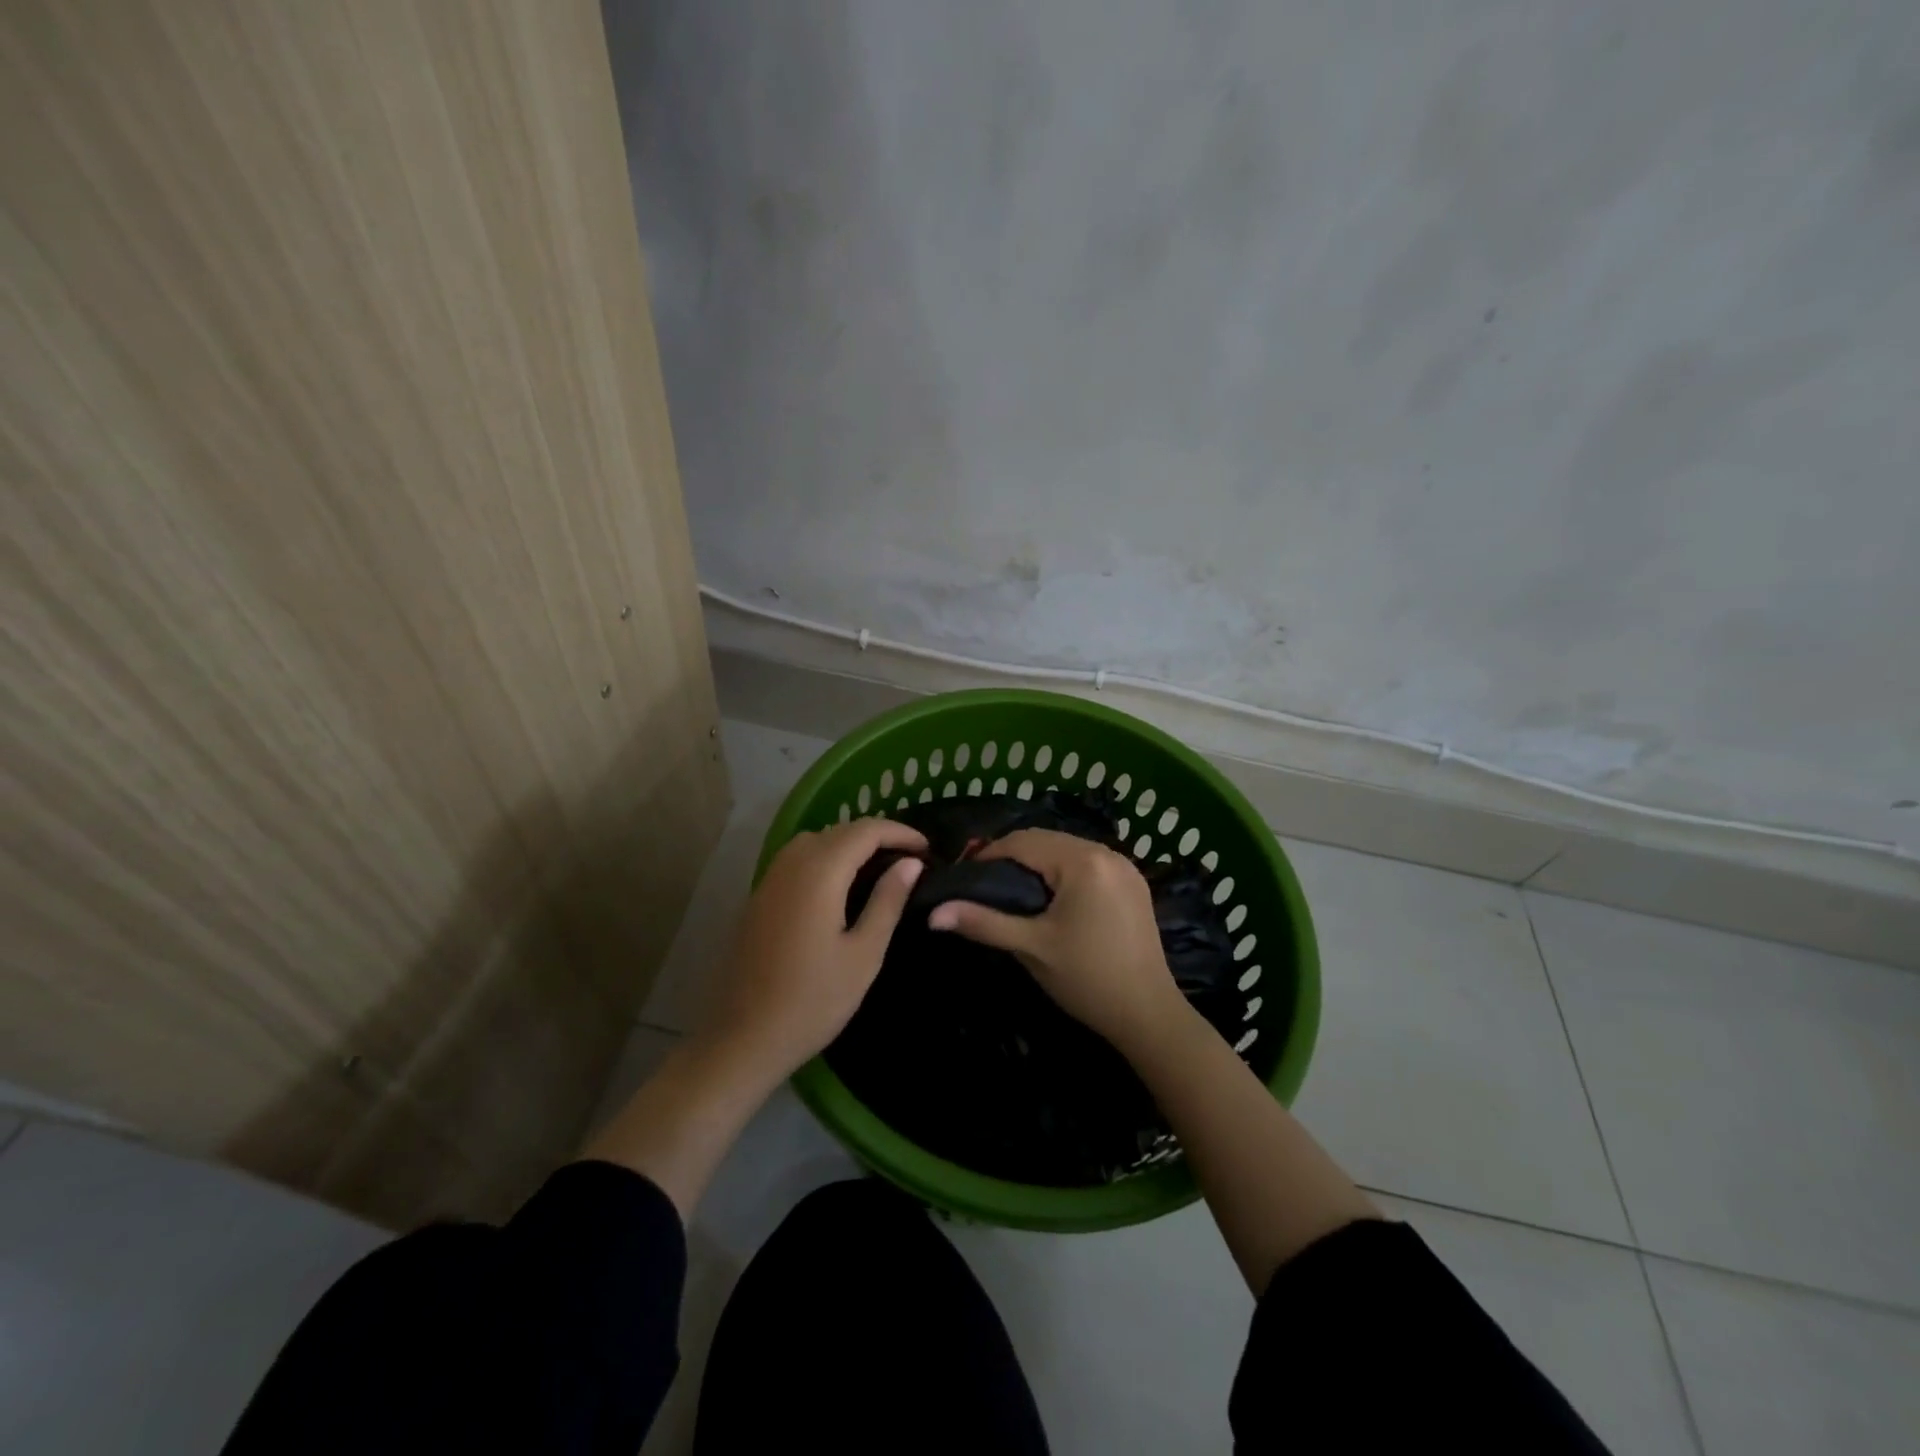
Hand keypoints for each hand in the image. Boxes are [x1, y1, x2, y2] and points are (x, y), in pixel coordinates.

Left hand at [702, 818, 926, 1080]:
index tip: (927, 848)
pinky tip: (839, 886)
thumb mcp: (864, 953)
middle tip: (909, 859)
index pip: (865, 831)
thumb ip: (888, 901)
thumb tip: (910, 863)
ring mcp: (770, 880)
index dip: (899, 832)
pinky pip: (796, 860)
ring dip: (848, 844)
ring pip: (814, 841)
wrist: (744, 1038)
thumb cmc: (813, 1000)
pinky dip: (825, 858)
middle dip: (876, 835)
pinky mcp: (758, 898)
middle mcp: (791, 864)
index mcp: (820, 873)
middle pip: (838, 830)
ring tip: (878, 868)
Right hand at [927, 829, 1184, 1057]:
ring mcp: (1124, 866)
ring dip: (1038, 861)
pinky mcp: (1133, 883)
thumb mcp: (1030, 947)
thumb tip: (933, 914)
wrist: (1148, 1014)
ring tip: (1011, 889)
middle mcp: (1106, 852)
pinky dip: (1062, 870)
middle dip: (1012, 855)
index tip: (963, 875)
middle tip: (983, 882)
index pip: (1022, 842)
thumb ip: (983, 923)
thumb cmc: (1086, 978)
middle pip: (1046, 839)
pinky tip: (1049, 895)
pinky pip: (1087, 862)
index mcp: (1082, 861)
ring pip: (1067, 848)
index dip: (988, 854)